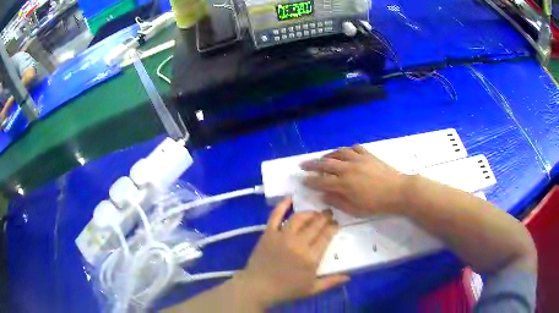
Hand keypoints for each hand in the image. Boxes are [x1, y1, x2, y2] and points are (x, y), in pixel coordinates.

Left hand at [237, 198, 348, 306]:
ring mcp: (282, 236)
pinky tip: (290, 198)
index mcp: (311, 257)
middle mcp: (298, 243)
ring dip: (309, 213)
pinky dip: (282, 206)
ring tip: (315, 212)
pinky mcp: (268, 233)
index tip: (336, 223)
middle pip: (315, 225)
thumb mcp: (312, 289)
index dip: (333, 227)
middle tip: (329, 213)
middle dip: (325, 217)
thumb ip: (331, 282)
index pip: (326, 236)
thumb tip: (348, 276)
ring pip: (299, 218)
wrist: (258, 287)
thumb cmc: (286, 290)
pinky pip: (276, 216)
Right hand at [300, 145, 407, 216]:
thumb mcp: (355, 209)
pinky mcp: (368, 155)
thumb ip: (338, 201)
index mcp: (344, 184)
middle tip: (302, 165)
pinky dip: (346, 150)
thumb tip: (324, 195)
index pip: (321, 181)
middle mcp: (347, 168)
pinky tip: (345, 154)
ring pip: (338, 153)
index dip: (310, 181)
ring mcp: (358, 159)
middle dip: (311, 164)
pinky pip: (354, 148)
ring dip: (328, 155)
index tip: (302, 180)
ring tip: (323, 158)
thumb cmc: (377, 204)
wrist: (398, 191)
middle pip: (325, 164)